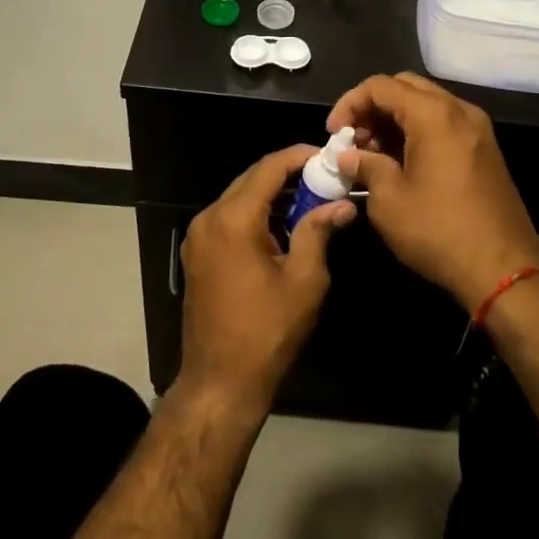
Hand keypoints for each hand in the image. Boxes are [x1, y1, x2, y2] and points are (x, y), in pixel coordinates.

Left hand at [177, 146, 356, 415]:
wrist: (219, 382)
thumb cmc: (267, 332)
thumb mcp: (304, 280)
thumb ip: (318, 232)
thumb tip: (341, 204)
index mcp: (233, 219)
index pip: (269, 168)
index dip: (299, 156)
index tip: (327, 155)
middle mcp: (209, 218)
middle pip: (251, 178)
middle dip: (287, 174)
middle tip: (323, 177)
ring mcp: (198, 236)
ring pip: (239, 197)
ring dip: (272, 194)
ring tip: (310, 198)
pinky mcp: (197, 253)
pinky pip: (229, 218)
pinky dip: (255, 213)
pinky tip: (282, 224)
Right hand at [330, 73, 538, 313]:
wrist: (505, 269)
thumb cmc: (439, 231)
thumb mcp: (389, 201)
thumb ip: (365, 166)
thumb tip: (349, 156)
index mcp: (434, 115)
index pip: (381, 86)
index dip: (349, 103)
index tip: (333, 134)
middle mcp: (459, 110)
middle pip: (405, 87)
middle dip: (372, 107)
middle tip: (352, 138)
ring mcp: (476, 129)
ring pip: (426, 104)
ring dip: (394, 119)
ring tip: (371, 153)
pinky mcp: (484, 149)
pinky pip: (443, 123)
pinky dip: (417, 131)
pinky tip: (399, 161)